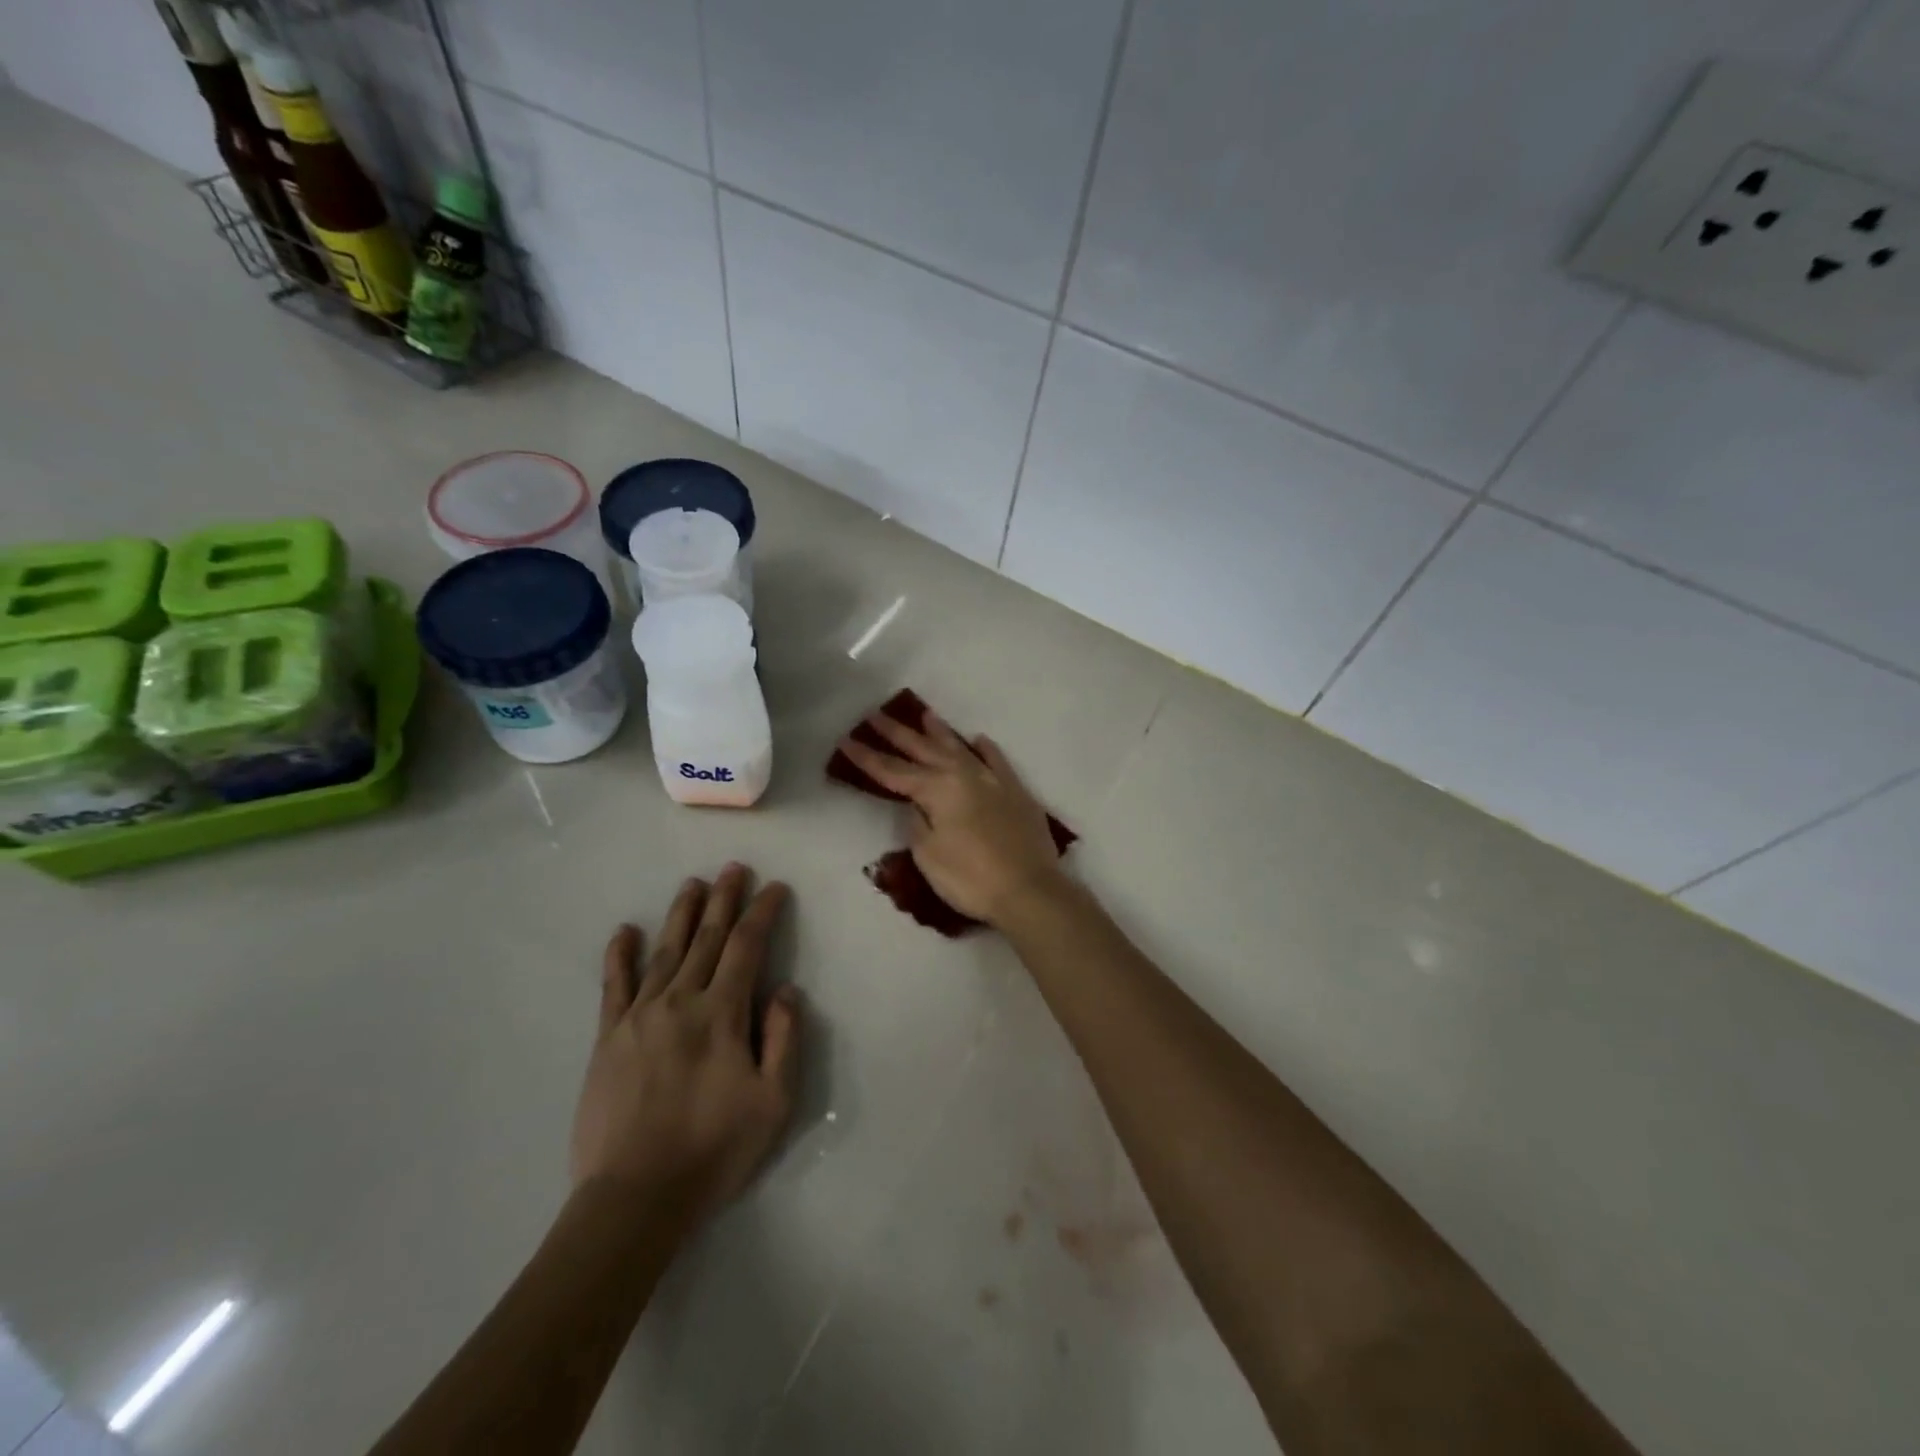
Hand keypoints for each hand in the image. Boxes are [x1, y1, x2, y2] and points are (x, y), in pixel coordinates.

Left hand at [570, 865, 802, 1229]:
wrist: (635, 1198)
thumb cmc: (714, 1151)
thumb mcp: (773, 1102)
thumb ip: (783, 1039)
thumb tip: (784, 990)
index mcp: (722, 1014)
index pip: (747, 947)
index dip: (763, 912)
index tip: (775, 888)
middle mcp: (680, 1001)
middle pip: (707, 938)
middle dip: (724, 899)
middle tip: (734, 868)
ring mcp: (639, 1016)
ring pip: (665, 950)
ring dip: (682, 914)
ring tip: (694, 884)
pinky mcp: (608, 1037)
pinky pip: (614, 985)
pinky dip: (619, 954)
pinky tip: (625, 930)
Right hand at [836, 709, 1065, 925]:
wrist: (1030, 889)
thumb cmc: (970, 878)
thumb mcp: (929, 855)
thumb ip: (918, 824)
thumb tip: (917, 805)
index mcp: (937, 789)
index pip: (893, 771)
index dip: (867, 758)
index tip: (846, 741)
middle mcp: (963, 775)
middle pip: (923, 750)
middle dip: (897, 734)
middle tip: (876, 716)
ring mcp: (993, 780)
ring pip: (960, 747)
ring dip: (939, 732)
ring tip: (925, 715)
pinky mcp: (1016, 791)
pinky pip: (997, 761)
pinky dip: (986, 749)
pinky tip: (978, 740)